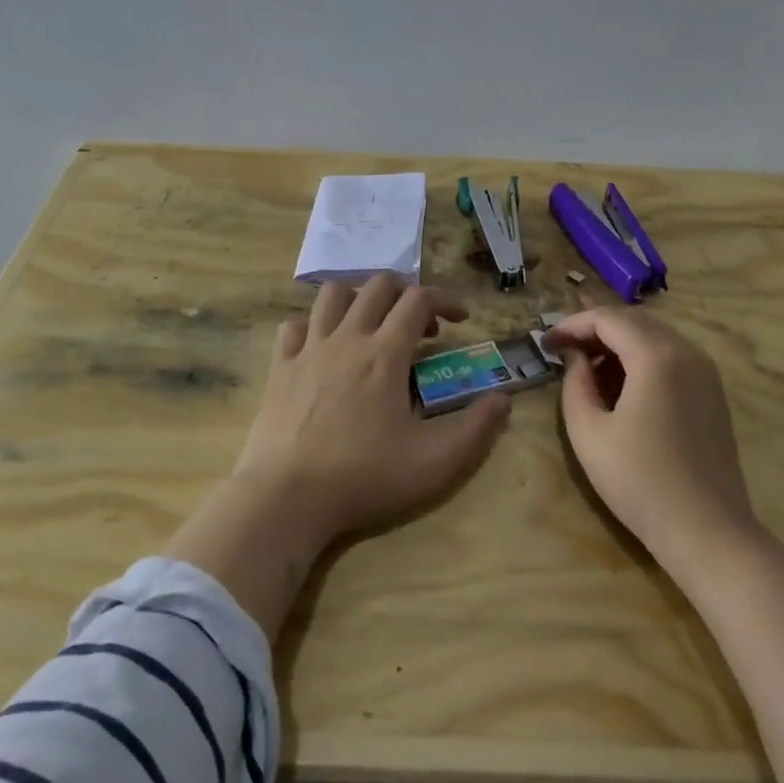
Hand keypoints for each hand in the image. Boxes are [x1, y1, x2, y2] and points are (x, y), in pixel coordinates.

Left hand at [234, 272, 512, 548]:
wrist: (286, 497)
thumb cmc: (364, 478)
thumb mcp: (435, 463)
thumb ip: (477, 429)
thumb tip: (503, 400)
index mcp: (385, 354)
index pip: (419, 300)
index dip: (445, 299)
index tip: (461, 319)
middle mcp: (347, 338)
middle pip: (377, 285)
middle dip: (406, 292)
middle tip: (419, 325)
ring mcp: (308, 349)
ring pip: (332, 294)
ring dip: (359, 297)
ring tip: (371, 324)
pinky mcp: (280, 367)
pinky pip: (294, 325)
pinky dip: (313, 325)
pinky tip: (322, 346)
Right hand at [541, 304, 754, 566]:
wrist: (707, 532)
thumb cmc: (639, 481)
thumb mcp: (588, 431)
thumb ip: (575, 382)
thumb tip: (575, 358)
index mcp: (657, 356)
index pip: (607, 319)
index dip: (571, 325)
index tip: (545, 344)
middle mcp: (687, 352)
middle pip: (633, 321)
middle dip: (594, 330)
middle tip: (562, 351)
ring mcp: (706, 372)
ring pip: (654, 337)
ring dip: (617, 344)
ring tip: (586, 370)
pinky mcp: (713, 393)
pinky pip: (671, 357)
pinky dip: (640, 359)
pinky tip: (620, 387)